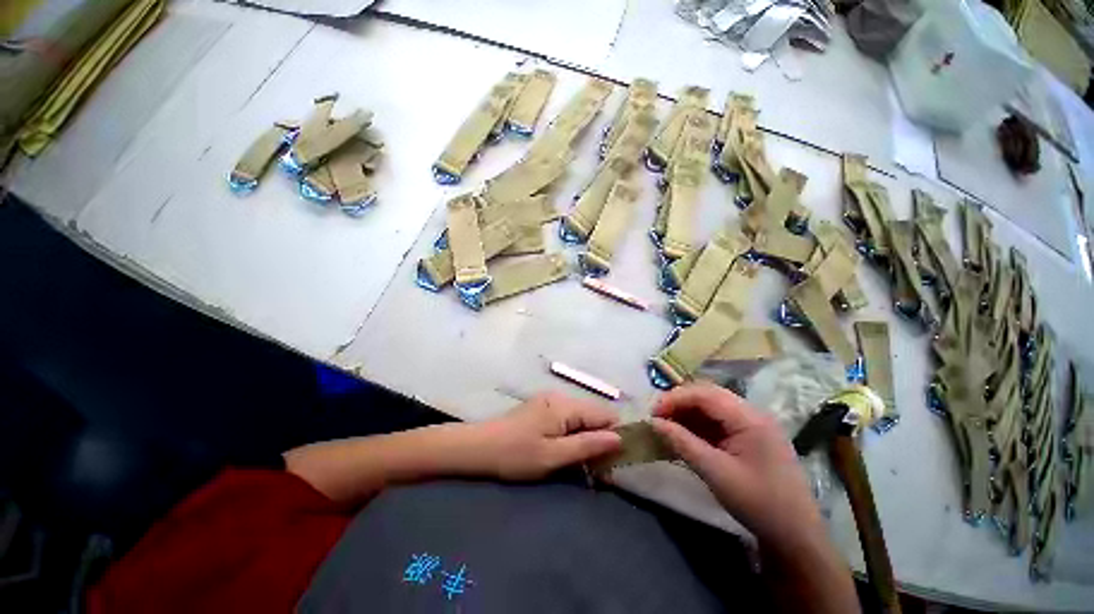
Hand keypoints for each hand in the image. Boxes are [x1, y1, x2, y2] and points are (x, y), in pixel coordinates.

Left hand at [473, 392, 622, 480]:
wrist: (479, 447)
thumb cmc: (516, 454)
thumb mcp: (553, 456)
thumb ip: (587, 445)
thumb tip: (619, 438)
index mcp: (566, 405)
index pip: (605, 414)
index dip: (614, 436)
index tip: (613, 462)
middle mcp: (561, 397)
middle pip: (594, 416)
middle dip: (599, 440)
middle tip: (595, 470)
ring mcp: (550, 400)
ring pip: (581, 418)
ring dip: (585, 439)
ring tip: (580, 464)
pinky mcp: (542, 408)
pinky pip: (568, 419)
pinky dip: (572, 435)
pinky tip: (564, 451)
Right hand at [651, 383, 824, 552]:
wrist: (795, 535)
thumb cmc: (758, 502)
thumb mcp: (715, 472)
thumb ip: (682, 443)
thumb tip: (654, 423)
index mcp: (749, 418)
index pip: (704, 394)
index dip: (675, 399)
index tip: (653, 413)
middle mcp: (751, 413)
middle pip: (708, 395)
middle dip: (679, 403)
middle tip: (658, 417)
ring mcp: (752, 424)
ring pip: (712, 406)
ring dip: (688, 413)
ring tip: (667, 425)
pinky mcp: (750, 436)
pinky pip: (719, 421)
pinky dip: (698, 425)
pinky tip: (685, 435)